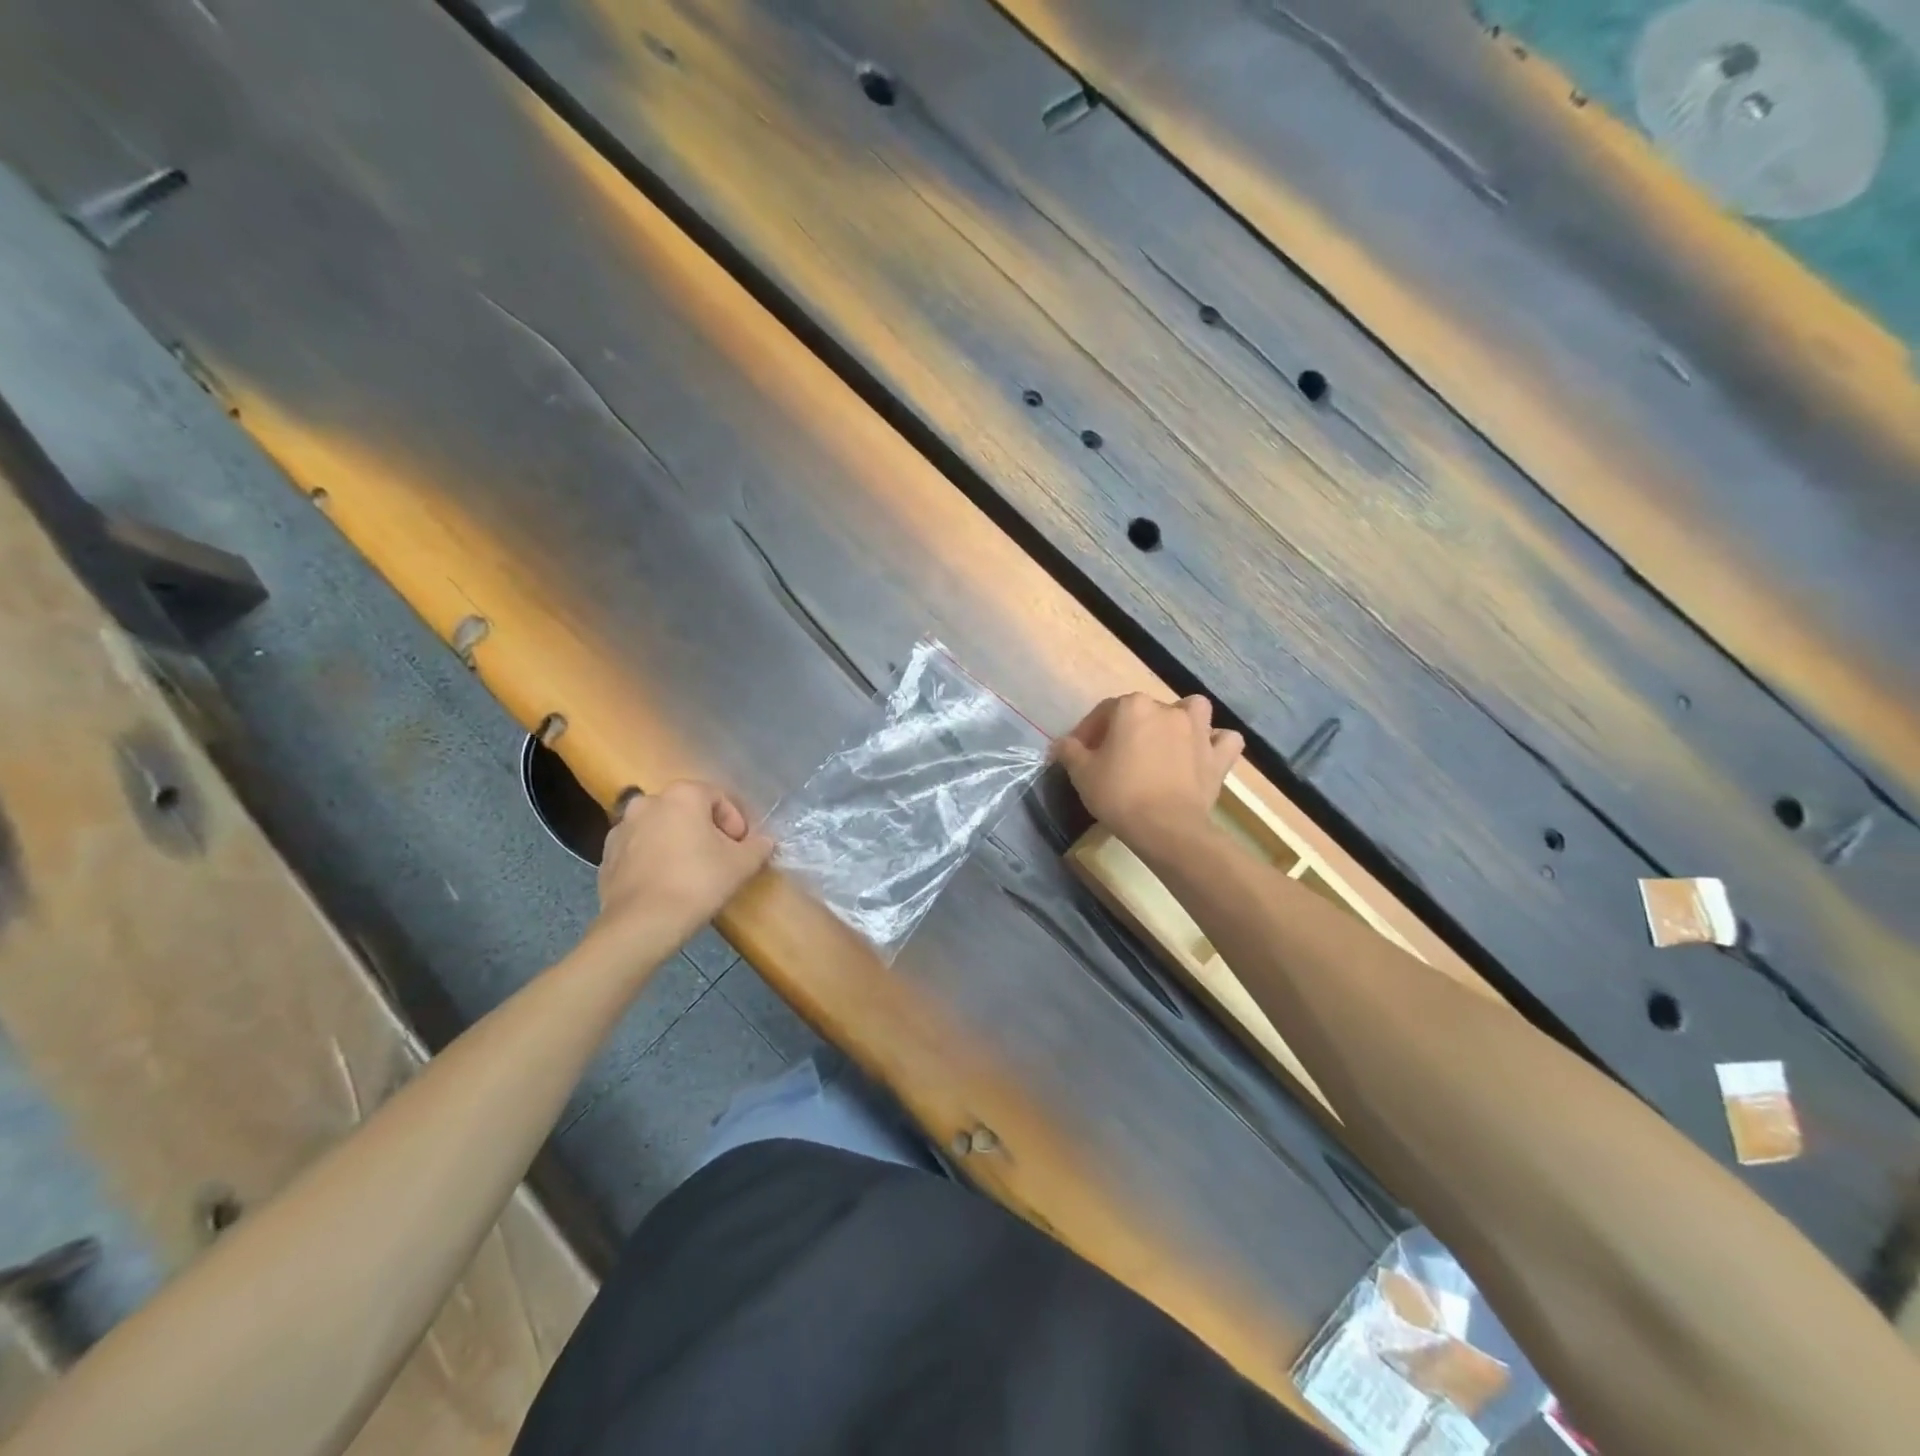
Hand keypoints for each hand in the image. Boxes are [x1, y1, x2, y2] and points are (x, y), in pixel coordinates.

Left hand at [590, 781, 773, 953]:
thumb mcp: (742, 864)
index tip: (741, 849)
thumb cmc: (698, 882)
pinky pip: (639, 850)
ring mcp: (621, 828)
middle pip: (687, 810)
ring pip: (661, 829)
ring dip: (677, 843)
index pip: (719, 798)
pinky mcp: (606, 856)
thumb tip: (763, 842)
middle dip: (705, 831)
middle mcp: (648, 802)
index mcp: (682, 795)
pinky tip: (665, 884)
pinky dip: (654, 860)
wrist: (642, 924)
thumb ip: (758, 846)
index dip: (736, 822)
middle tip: (719, 859)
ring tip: (690, 873)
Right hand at [1055, 694, 1243, 849]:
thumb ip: (1069, 752)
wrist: (1165, 828)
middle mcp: (1168, 710)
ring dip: (1182, 719)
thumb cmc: (1119, 794)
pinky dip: (1216, 743)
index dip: (1088, 731)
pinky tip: (1204, 754)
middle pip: (1144, 710)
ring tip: (1167, 741)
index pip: (1104, 711)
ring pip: (1192, 710)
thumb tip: (1061, 744)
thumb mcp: (1082, 773)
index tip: (1079, 753)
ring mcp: (1198, 731)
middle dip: (1128, 728)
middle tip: (1115, 756)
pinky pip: (1224, 740)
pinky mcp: (1218, 757)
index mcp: (1132, 707)